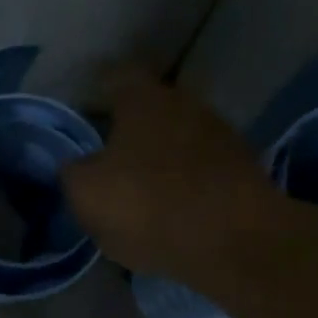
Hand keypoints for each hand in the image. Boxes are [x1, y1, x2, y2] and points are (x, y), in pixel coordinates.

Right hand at [61, 64, 275, 282]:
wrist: (233, 241)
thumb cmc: (148, 205)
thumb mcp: (86, 194)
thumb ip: (73, 173)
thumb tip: (76, 167)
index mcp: (143, 99)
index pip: (116, 76)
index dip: (97, 93)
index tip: (85, 113)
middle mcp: (186, 103)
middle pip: (151, 109)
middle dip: (130, 131)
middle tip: (108, 158)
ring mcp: (221, 135)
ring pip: (178, 139)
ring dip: (160, 159)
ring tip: (140, 191)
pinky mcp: (243, 170)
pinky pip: (201, 170)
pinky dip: (185, 184)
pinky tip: (172, 210)